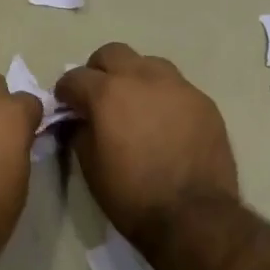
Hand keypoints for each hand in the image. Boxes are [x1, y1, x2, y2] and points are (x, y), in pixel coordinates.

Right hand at [55, 43, 239, 250]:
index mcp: (108, 93)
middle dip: (99, 71)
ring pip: (148, 63)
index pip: (74, 77)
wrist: (193, 216)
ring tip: (135, 106)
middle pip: (112, 53)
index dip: (66, 92)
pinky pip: (176, 87)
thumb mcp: (90, 167)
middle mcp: (142, 78)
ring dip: (134, 77)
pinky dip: (162, 97)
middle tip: (98, 97)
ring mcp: (178, 86)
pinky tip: (164, 123)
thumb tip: (81, 120)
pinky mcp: (203, 101)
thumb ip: (80, 132)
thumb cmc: (131, 196)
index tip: (66, 106)